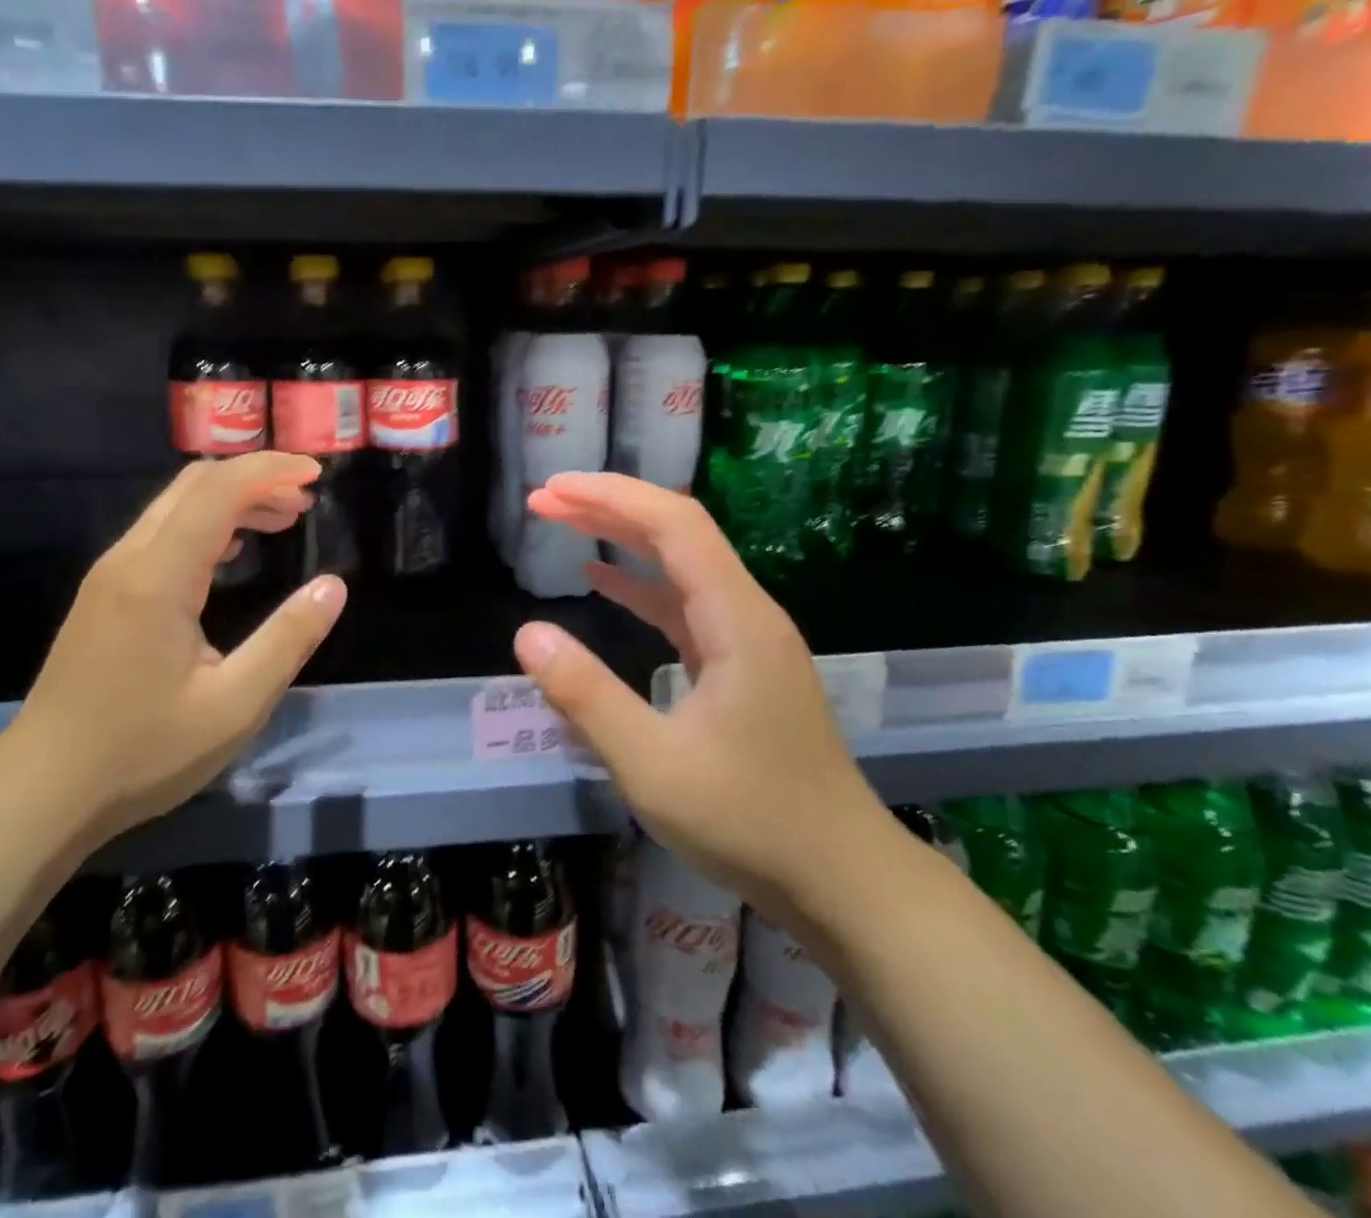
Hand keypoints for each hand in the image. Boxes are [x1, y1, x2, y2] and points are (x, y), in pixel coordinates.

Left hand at [0, 452, 346, 845]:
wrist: (42, 789)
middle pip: (194, 485)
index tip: (316, 475)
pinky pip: (161, 534)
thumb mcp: (236, 705)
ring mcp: (110, 575)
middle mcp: (129, 560)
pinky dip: (206, 524)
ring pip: (174, 506)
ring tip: (282, 521)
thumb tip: (334, 586)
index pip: (218, 490)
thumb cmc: (143, 752)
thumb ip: (288, 639)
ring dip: (231, 500)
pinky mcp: (105, 595)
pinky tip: (233, 554)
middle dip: (254, 478)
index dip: (270, 470)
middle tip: (304, 502)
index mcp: (160, 578)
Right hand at [510, 472, 895, 919]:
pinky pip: (684, 606)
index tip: (553, 489)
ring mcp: (747, 641)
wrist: (842, 880)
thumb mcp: (653, 765)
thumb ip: (587, 696)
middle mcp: (747, 614)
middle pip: (677, 534)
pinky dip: (640, 586)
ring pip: (680, 567)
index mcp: (736, 620)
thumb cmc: (749, 821)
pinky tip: (603, 583)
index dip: (612, 496)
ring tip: (563, 524)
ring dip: (622, 540)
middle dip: (609, 507)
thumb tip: (528, 634)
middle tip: (544, 500)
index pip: (675, 526)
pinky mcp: (740, 668)